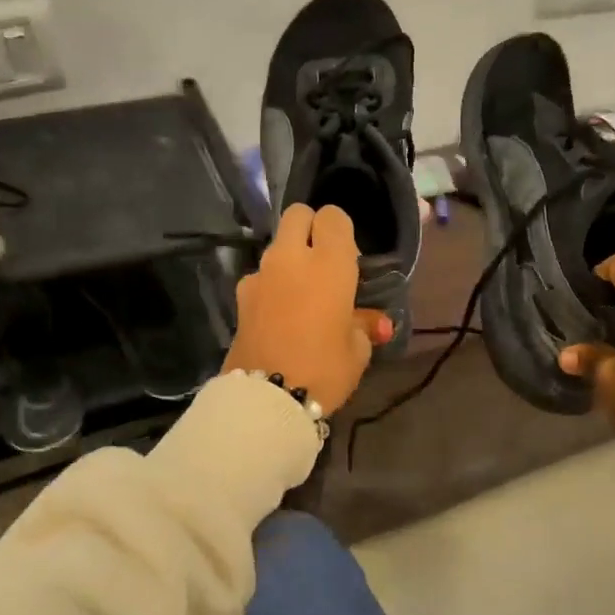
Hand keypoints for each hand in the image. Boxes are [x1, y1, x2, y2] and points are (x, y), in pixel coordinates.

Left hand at [224, 204, 393, 415]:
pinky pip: (261, 277)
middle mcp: (291, 257)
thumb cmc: (324, 369)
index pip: (333, 216)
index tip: (349, 257)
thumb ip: (364, 325)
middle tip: (323, 261)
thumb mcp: (357, 350)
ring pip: (276, 246)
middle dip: (310, 228)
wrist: (267, 400)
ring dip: (290, 259)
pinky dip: (272, 286)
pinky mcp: (240, 297)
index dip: (341, 230)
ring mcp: (260, 274)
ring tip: (302, 295)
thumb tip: (375, 323)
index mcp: (329, 262)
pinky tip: (280, 315)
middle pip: (297, 215)